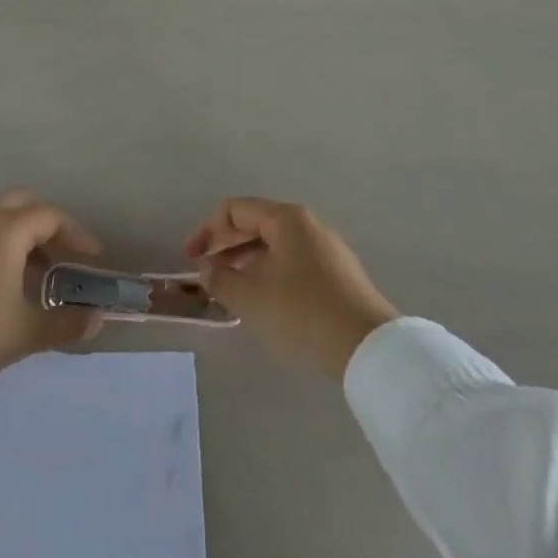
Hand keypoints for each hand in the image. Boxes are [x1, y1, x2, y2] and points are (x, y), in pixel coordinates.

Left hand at [0, 191, 103, 476]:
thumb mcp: (27, 331)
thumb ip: (66, 323)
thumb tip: (95, 321)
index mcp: (5, 230)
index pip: (50, 216)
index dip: (77, 234)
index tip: (93, 258)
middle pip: (22, 203)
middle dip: (48, 224)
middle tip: (64, 254)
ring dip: (21, 236)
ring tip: (37, 276)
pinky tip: (2, 286)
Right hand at [186, 198, 397, 379]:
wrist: (366, 346)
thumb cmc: (301, 311)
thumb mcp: (250, 297)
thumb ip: (220, 278)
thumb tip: (206, 267)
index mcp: (286, 219)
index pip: (235, 210)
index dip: (206, 230)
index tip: (191, 258)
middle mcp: (307, 225)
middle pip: (255, 224)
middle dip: (225, 246)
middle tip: (205, 271)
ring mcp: (326, 249)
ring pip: (274, 246)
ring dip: (245, 262)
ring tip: (228, 288)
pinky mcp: (337, 275)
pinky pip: (292, 263)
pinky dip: (268, 273)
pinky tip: (262, 301)